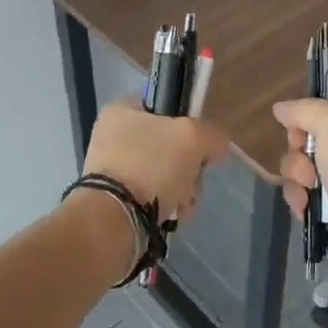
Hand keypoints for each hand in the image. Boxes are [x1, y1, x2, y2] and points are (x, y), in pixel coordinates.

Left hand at [81, 100, 226, 217]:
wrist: (114, 219)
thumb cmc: (151, 165)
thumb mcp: (193, 137)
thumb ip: (212, 135)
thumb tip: (216, 146)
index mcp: (122, 111)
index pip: (165, 108)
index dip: (189, 124)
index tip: (199, 145)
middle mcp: (113, 137)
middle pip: (170, 146)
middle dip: (189, 168)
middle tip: (192, 180)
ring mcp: (112, 170)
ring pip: (164, 174)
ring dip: (183, 190)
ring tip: (183, 204)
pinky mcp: (115, 199)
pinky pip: (152, 196)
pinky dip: (167, 205)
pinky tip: (173, 215)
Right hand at [272, 99, 327, 283]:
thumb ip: (305, 110)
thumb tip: (281, 109)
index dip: (311, 119)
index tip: (300, 132)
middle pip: (317, 140)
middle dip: (301, 154)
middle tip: (307, 169)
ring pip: (311, 169)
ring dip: (298, 178)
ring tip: (307, 192)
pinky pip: (314, 196)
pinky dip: (304, 200)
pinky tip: (305, 209)